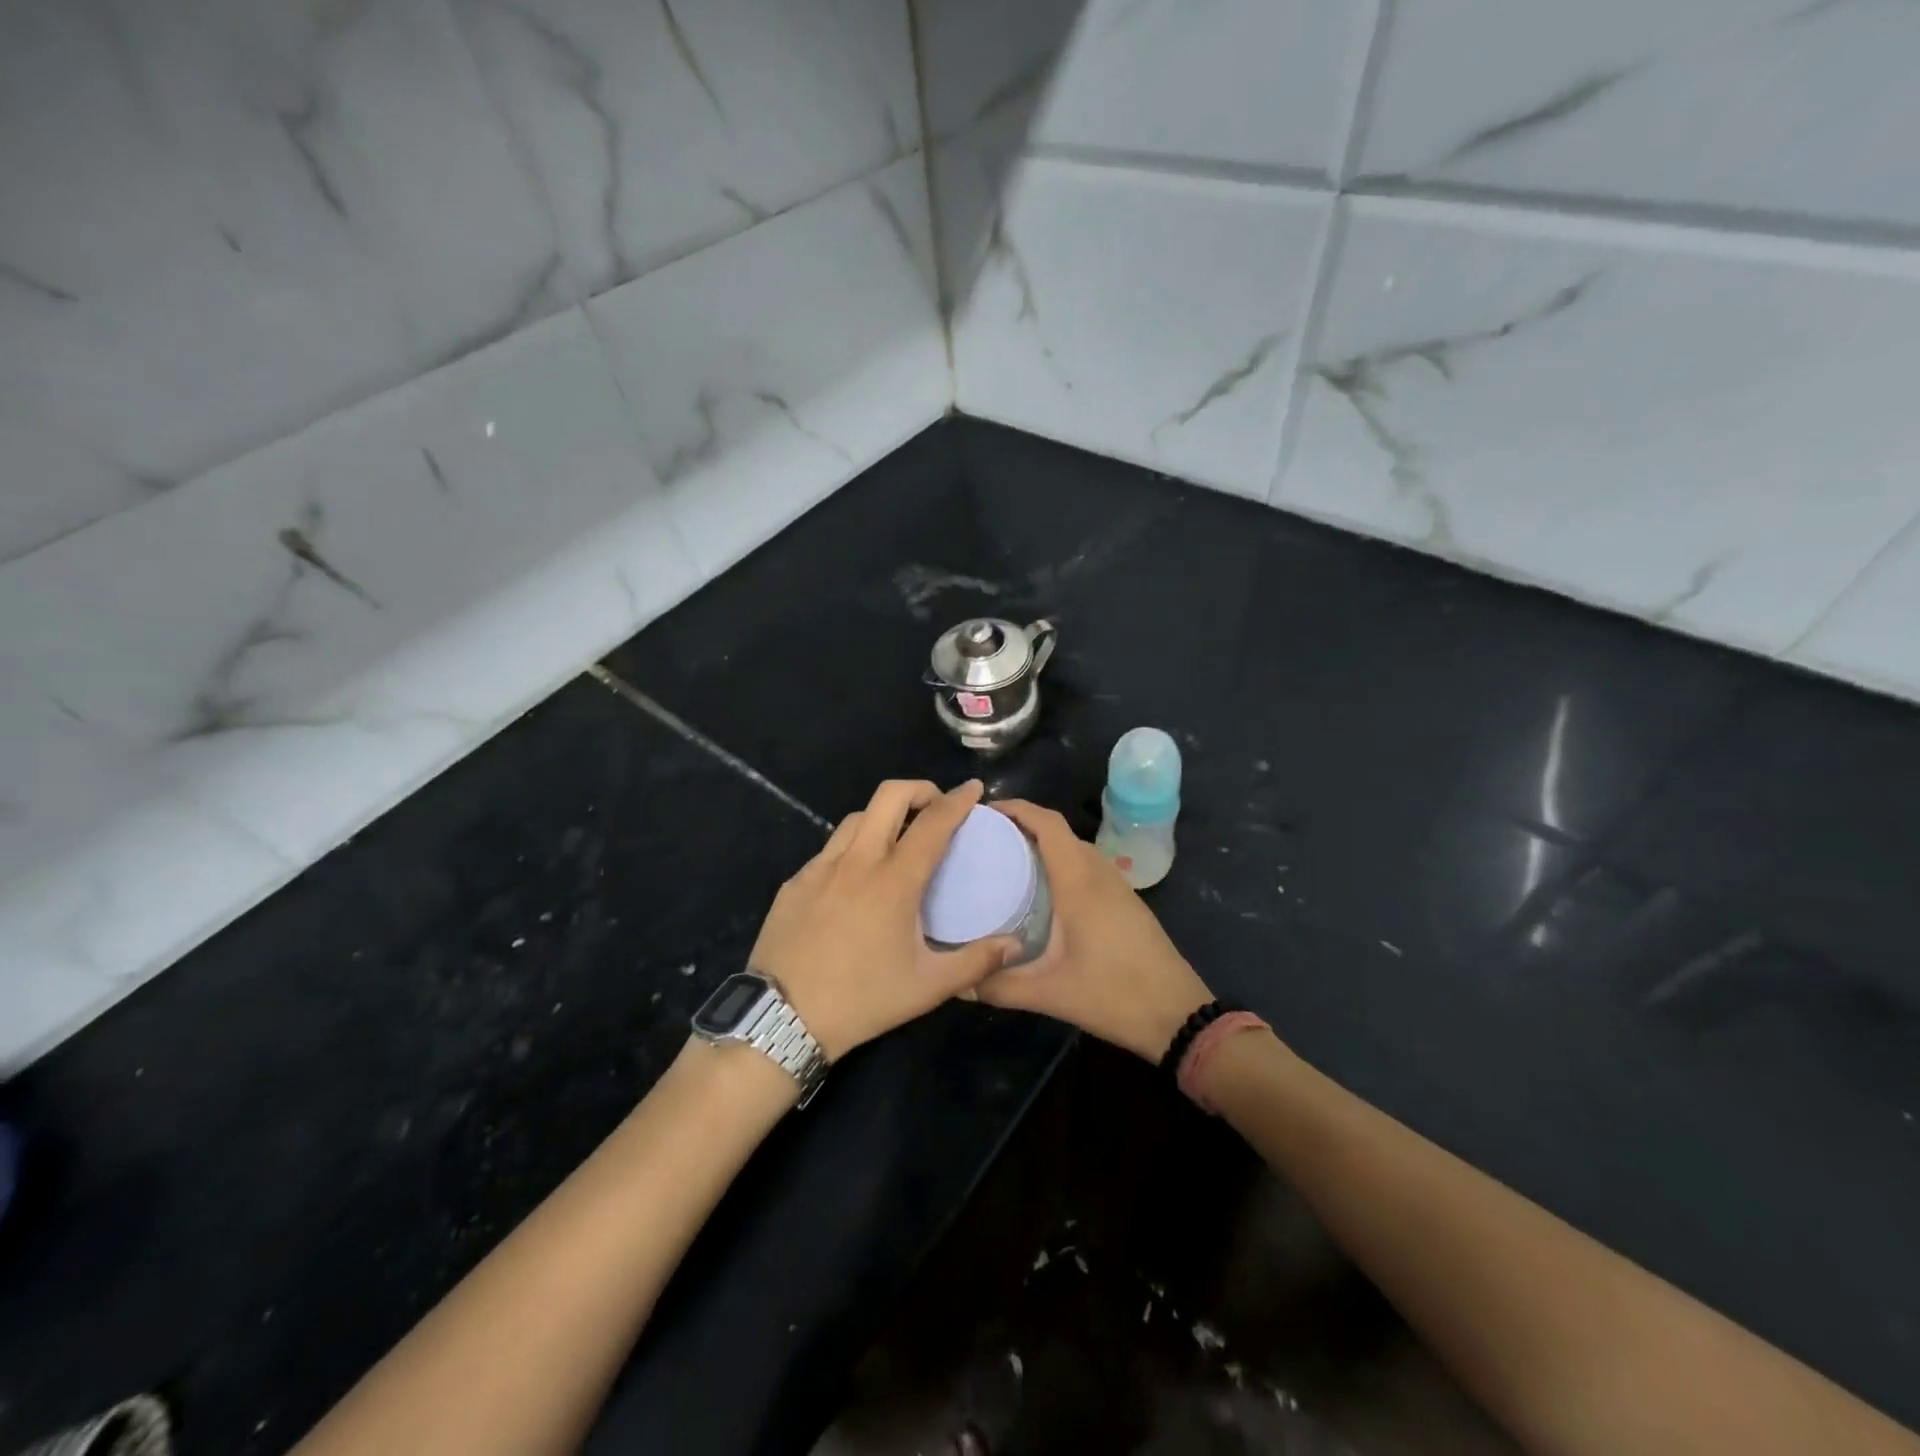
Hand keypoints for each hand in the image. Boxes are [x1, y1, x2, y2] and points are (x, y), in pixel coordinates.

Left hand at [747, 779, 1020, 1060]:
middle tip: (936, 807)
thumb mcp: (927, 987)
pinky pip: (830, 849)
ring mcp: (820, 868)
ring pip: (856, 818)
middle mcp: (857, 861)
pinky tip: (857, 879)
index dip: (958, 800)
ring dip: (884, 816)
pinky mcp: (795, 882)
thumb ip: (976, 961)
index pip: (933, 823)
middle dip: (919, 789)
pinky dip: (853, 847)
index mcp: (894, 880)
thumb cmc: (862, 1000)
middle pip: (889, 796)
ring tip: (898, 839)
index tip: (974, 788)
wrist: (782, 1018)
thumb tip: (1015, 945)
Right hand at [976, 801, 1213, 1061]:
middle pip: (1059, 831)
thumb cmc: (1114, 996)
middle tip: (984, 840)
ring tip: (1006, 860)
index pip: (1048, 824)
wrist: (1178, 1016)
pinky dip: (1061, 862)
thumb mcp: (1049, 994)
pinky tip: (1042, 890)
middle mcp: (1099, 873)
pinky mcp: (1125, 901)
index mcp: (1080, 882)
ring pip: (1075, 848)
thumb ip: (999, 986)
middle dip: (1023, 825)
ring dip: (1044, 843)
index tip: (983, 811)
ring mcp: (1117, 886)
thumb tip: (957, 983)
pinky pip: (1087, 865)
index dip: (1017, 808)